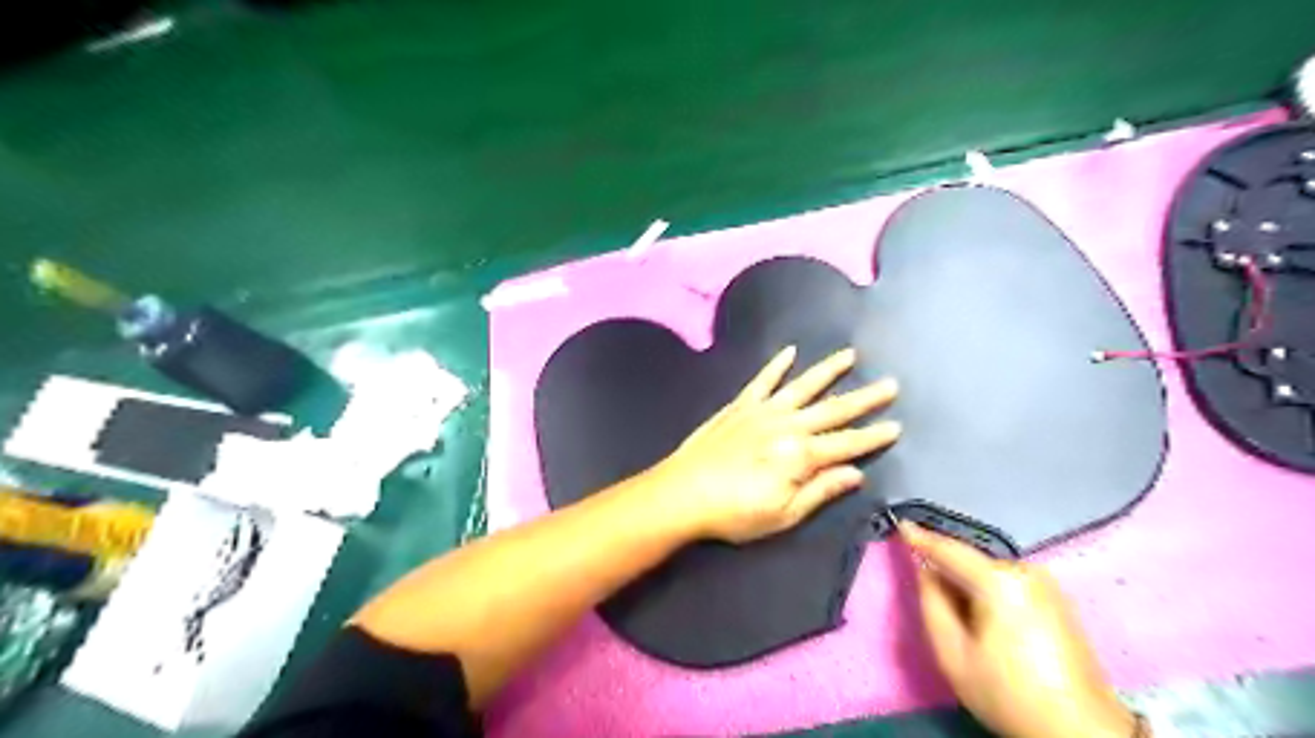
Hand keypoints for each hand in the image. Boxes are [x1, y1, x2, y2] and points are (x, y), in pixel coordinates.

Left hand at [650, 346, 899, 541]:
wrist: (683, 493)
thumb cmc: (735, 513)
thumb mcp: (783, 514)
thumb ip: (821, 490)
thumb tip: (856, 472)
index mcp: (800, 455)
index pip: (847, 444)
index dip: (873, 436)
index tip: (897, 424)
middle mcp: (787, 426)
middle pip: (833, 410)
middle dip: (864, 398)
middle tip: (890, 384)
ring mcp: (762, 412)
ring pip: (803, 387)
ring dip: (828, 371)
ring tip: (850, 355)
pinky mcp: (740, 406)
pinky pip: (762, 381)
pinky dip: (776, 366)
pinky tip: (789, 351)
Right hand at [906, 523, 1142, 735]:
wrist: (1082, 731)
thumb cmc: (1008, 692)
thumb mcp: (952, 653)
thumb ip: (931, 602)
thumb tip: (926, 571)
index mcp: (998, 580)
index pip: (949, 549)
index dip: (921, 537)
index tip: (900, 524)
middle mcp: (1024, 570)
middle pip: (970, 561)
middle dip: (948, 571)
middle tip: (932, 599)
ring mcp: (1046, 583)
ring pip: (989, 573)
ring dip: (969, 585)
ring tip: (963, 621)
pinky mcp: (1057, 599)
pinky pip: (1008, 583)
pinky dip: (990, 592)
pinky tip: (988, 622)